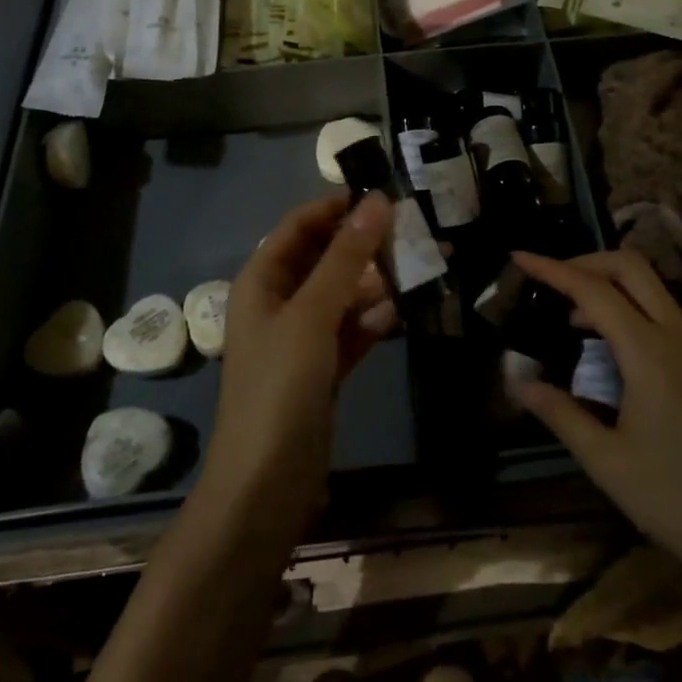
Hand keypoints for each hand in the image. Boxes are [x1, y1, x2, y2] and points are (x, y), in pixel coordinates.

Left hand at [200, 192, 397, 529]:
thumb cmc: (281, 386)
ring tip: (419, 267)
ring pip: (341, 295)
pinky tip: (400, 313)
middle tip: (412, 232)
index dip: (335, 207)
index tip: (382, 196)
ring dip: (374, 282)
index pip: (298, 226)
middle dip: (363, 245)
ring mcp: (300, 339)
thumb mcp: (313, 313)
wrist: (266, 485)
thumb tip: (378, 201)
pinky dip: (372, 320)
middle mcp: (278, 303)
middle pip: (323, 258)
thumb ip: (346, 257)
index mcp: (262, 281)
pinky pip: (350, 330)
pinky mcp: (321, 370)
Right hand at [511, 249, 681, 616]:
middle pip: (632, 267)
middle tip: (551, 278)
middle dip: (587, 261)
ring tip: (577, 322)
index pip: (593, 290)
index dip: (552, 269)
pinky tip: (621, 355)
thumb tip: (519, 382)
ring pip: (655, 291)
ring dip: (613, 289)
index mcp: (650, 353)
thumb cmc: (677, 502)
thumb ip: (560, 413)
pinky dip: (638, 314)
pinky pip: (673, 319)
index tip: (520, 256)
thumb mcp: (606, 462)